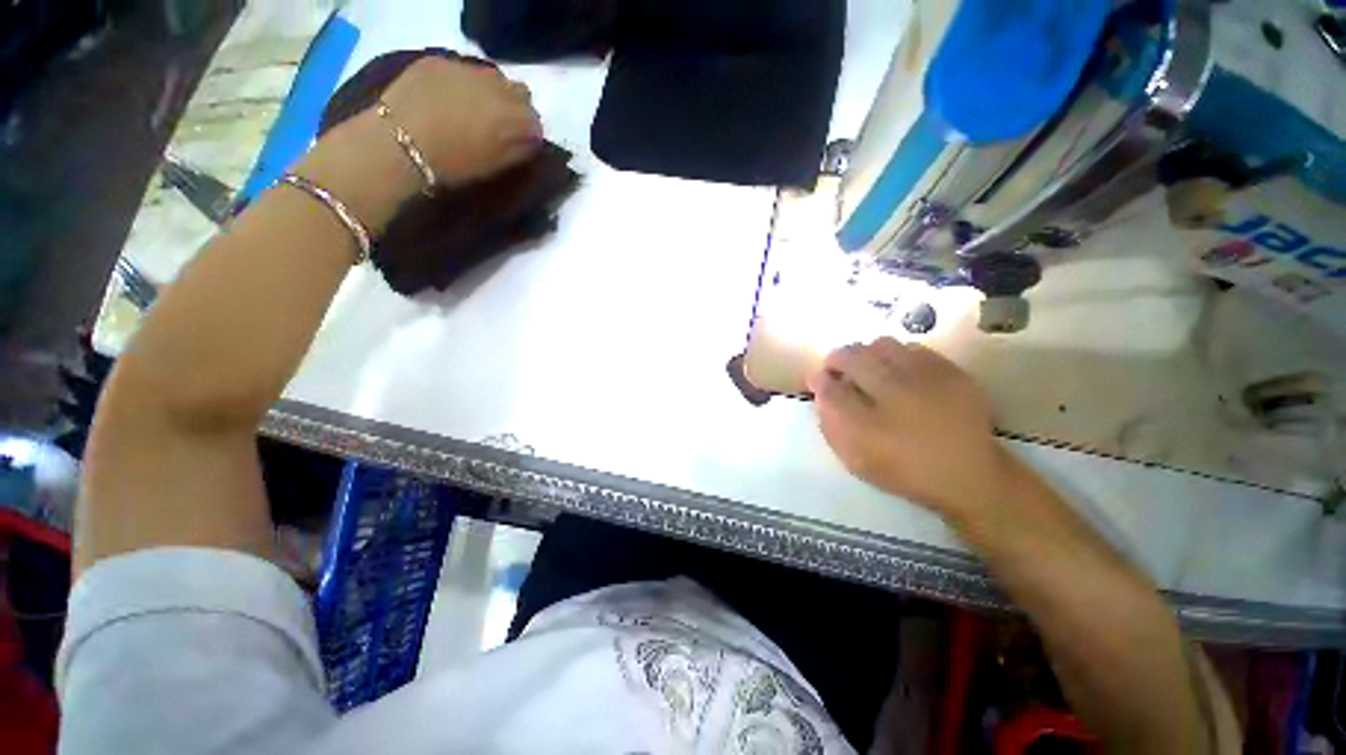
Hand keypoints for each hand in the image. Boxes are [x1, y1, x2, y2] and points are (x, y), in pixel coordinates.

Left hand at [380, 56, 542, 184]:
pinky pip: (462, 69)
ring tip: (474, 110)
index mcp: (514, 117)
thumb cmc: (453, 165)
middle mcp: (497, 87)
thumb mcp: (495, 167)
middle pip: (520, 92)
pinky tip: (448, 99)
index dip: (530, 133)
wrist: (399, 143)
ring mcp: (466, 70)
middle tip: (500, 126)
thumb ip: (519, 151)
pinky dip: (463, 83)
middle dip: (515, 107)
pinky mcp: (438, 61)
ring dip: (491, 92)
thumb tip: (530, 140)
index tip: (521, 144)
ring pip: (493, 77)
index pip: (536, 121)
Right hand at [808, 338, 1013, 518]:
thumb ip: (831, 421)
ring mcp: (925, 377)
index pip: (828, 385)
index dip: (819, 380)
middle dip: (838, 359)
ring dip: (867, 354)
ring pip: (882, 345)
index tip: (818, 381)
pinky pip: (912, 348)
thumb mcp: (855, 457)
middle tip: (838, 370)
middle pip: (852, 356)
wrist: (968, 476)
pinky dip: (898, 355)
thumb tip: (821, 388)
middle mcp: (892, 392)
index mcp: (865, 420)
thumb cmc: (903, 469)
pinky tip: (900, 372)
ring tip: (869, 370)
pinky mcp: (951, 371)